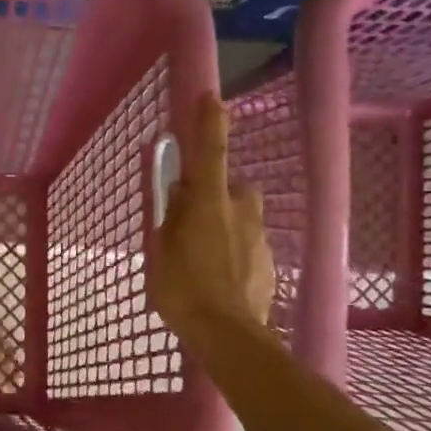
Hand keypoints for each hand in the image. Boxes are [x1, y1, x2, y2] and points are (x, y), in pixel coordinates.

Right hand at [149, 92, 274, 337]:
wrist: (227, 333)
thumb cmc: (182, 287)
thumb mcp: (161, 249)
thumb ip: (171, 219)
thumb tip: (179, 197)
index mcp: (209, 203)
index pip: (210, 152)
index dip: (209, 123)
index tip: (211, 97)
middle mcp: (239, 211)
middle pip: (232, 188)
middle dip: (216, 194)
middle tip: (194, 218)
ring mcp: (258, 237)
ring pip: (241, 218)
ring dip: (225, 225)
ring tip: (205, 257)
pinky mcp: (269, 262)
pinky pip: (248, 245)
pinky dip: (235, 252)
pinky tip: (221, 277)